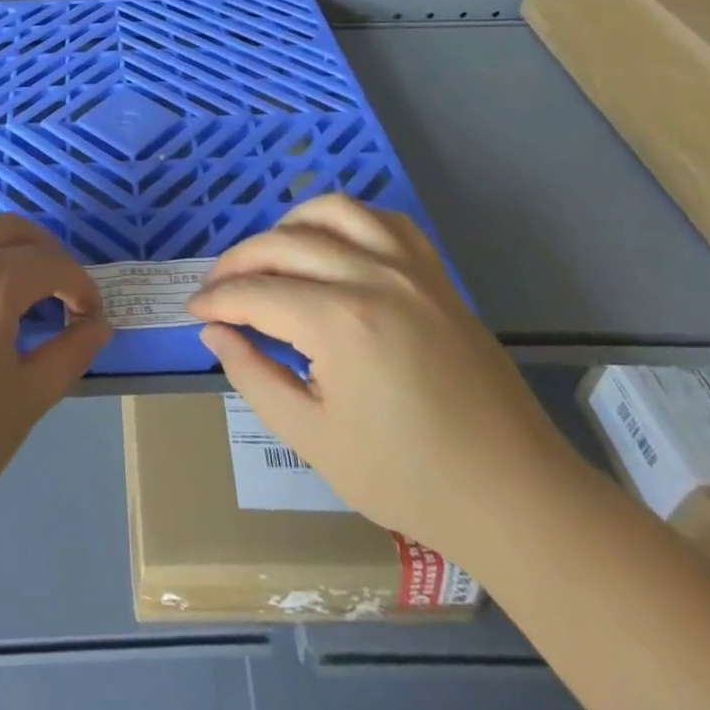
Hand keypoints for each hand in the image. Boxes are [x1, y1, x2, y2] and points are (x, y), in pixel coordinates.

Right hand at [188, 195, 572, 561]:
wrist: (514, 498)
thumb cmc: (408, 479)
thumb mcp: (313, 438)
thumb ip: (254, 376)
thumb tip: (216, 332)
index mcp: (338, 322)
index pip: (255, 293)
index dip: (216, 300)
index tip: (195, 310)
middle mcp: (371, 277)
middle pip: (283, 244)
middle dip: (238, 262)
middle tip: (218, 289)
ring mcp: (410, 269)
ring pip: (333, 212)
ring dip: (289, 225)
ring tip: (271, 255)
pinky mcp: (436, 275)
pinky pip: (385, 221)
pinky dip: (348, 220)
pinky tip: (334, 244)